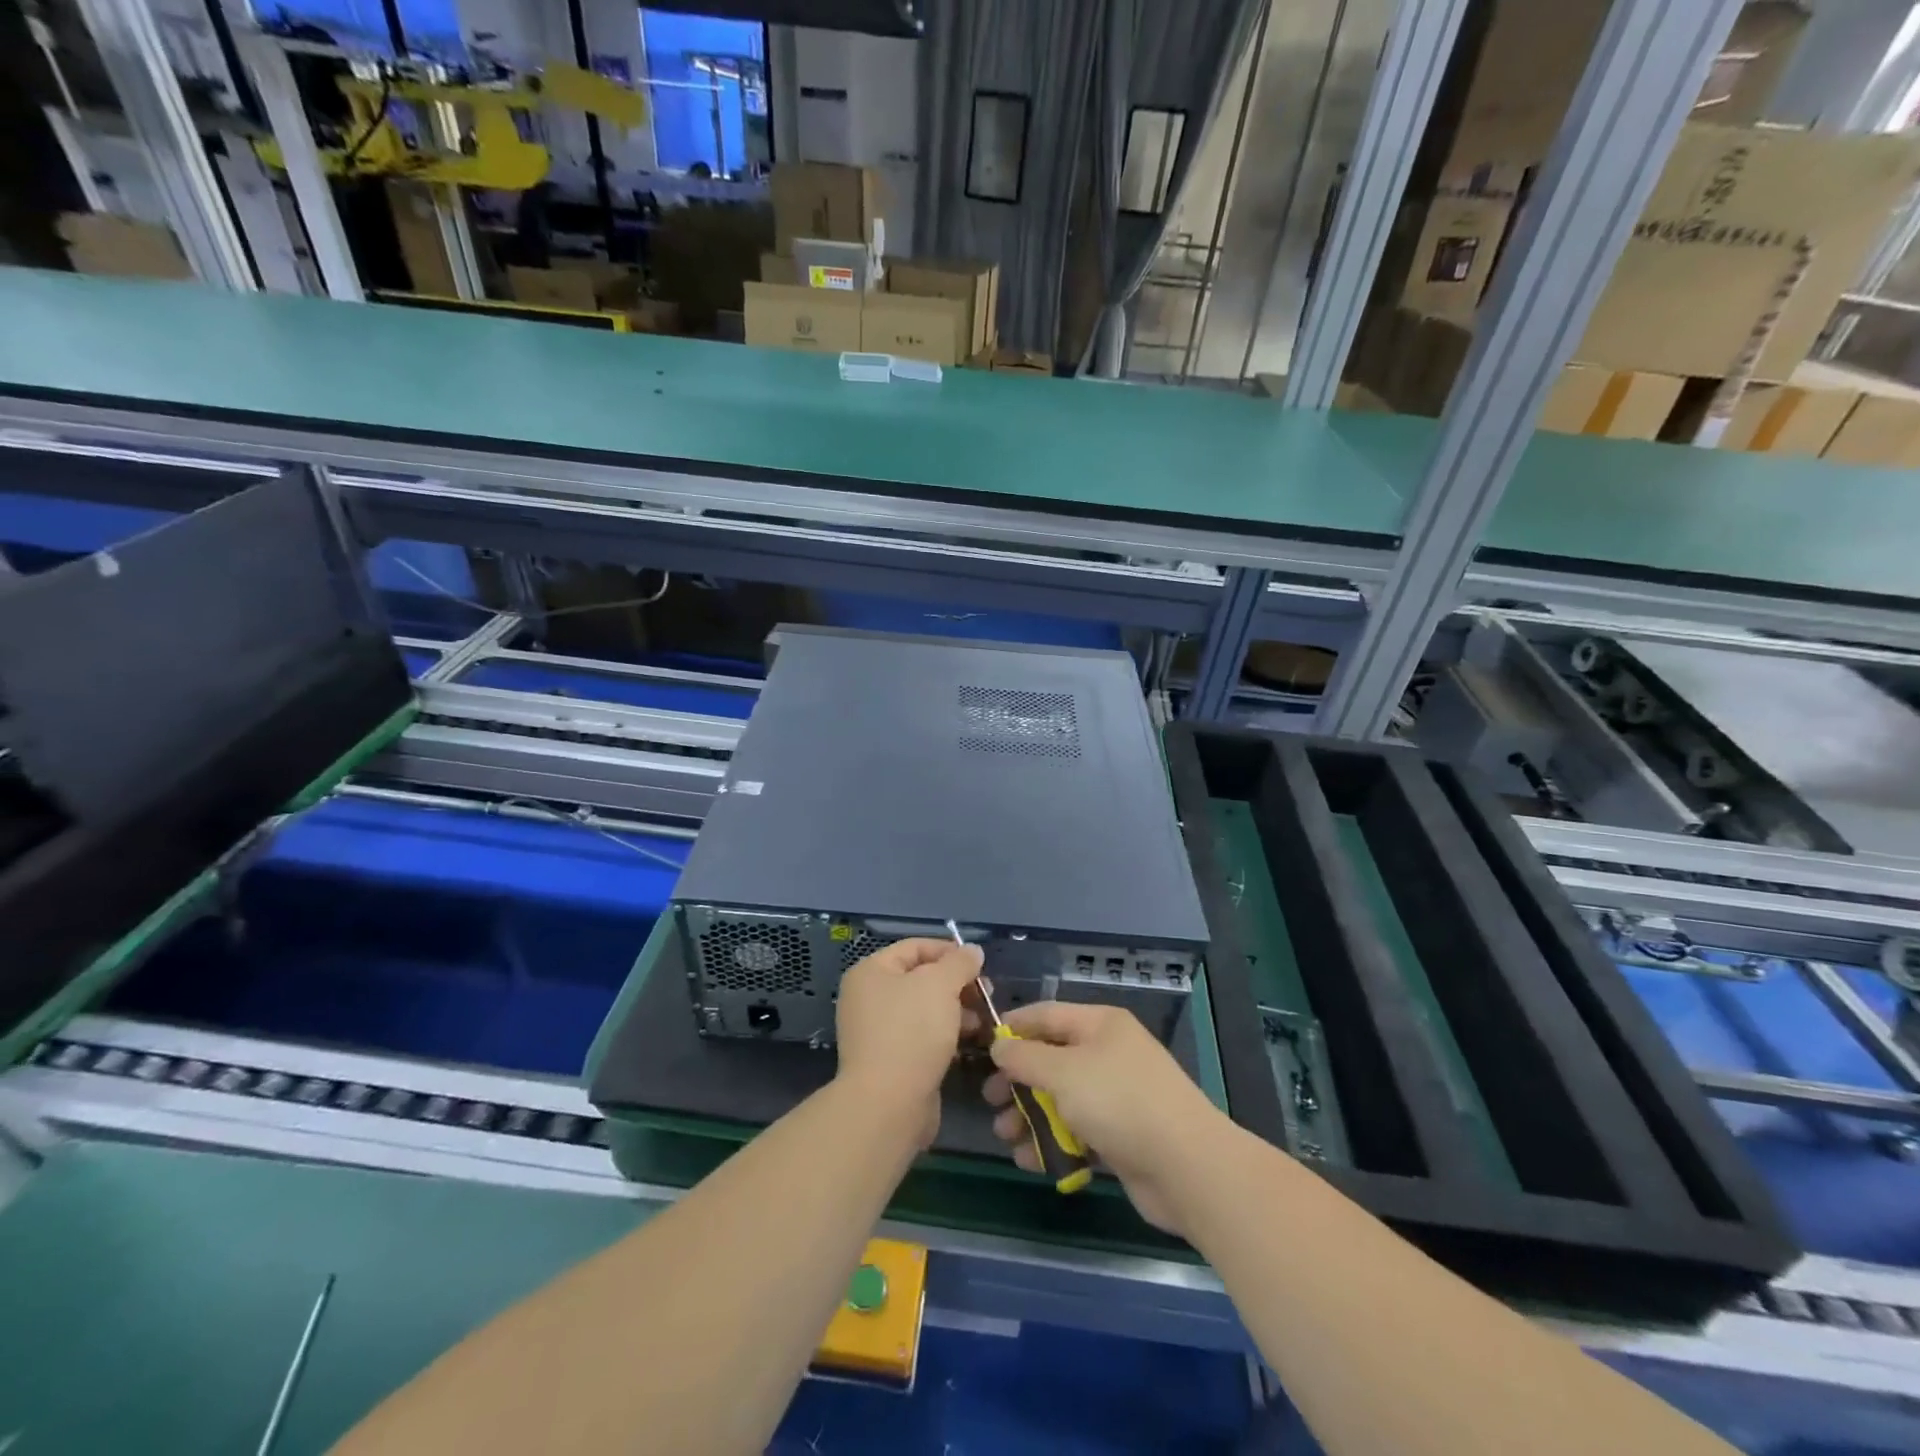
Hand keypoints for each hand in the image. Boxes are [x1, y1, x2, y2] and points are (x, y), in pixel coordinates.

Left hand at [835, 937, 984, 1143]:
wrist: (888, 1104)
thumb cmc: (911, 1031)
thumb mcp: (941, 984)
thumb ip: (959, 963)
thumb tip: (972, 950)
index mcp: (871, 971)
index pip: (915, 947)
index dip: (949, 951)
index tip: (980, 963)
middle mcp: (869, 998)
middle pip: (921, 979)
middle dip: (957, 984)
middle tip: (986, 994)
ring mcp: (879, 1031)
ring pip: (925, 1010)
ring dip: (957, 1011)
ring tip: (984, 1021)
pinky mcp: (892, 1060)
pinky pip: (923, 1037)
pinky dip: (946, 1035)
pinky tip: (970, 1042)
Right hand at [984, 1002, 1227, 1234]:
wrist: (1186, 1166)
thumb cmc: (1119, 1102)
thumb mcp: (1063, 1072)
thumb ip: (1025, 1057)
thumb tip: (999, 1046)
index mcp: (1099, 1025)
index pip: (1046, 1015)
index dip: (1012, 1028)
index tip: (981, 1047)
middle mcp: (1108, 1053)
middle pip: (1051, 1059)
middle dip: (1018, 1081)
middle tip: (990, 1101)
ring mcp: (1116, 1095)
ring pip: (1061, 1099)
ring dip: (1030, 1116)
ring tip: (1005, 1137)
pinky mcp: (1121, 1135)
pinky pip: (1077, 1131)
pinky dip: (1054, 1142)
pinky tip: (1030, 1161)